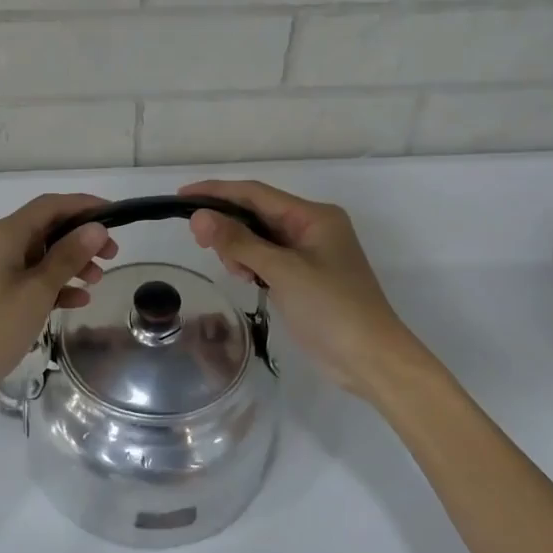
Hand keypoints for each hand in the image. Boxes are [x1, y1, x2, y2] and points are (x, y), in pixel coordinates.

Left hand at [0, 193, 117, 428]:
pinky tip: (76, 301)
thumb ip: (68, 257)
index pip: (50, 206)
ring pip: (37, 255)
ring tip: (97, 281)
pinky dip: (51, 285)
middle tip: (112, 255)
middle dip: (80, 238)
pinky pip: (26, 278)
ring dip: (69, 263)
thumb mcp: (37, 291)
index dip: (84, 206)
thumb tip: (96, 228)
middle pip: (44, 228)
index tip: (117, 216)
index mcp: (2, 234)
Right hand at [180, 180, 437, 402]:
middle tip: (200, 242)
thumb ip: (239, 242)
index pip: (256, 193)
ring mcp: (309, 254)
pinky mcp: (304, 277)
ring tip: (235, 271)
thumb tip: (199, 216)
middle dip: (227, 224)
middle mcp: (311, 227)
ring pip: (259, 237)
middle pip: (256, 213)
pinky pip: (267, 259)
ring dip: (239, 248)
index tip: (181, 196)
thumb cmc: (331, 308)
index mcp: (313, 216)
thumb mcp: (282, 271)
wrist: (371, 360)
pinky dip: (251, 264)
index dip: (217, 192)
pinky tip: (244, 278)